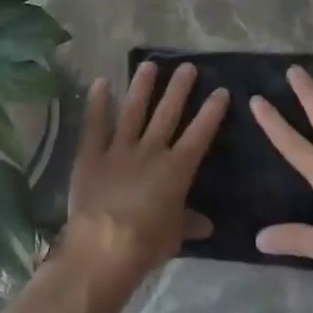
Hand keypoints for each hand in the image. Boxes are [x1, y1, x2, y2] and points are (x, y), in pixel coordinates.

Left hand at [63, 61, 228, 287]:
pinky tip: (101, 82)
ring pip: (133, 111)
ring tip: (149, 65)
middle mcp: (150, 151)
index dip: (211, 112)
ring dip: (142, 87)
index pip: (199, 134)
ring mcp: (119, 150)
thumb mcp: (174, 237)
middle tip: (187, 66)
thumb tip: (208, 225)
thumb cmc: (146, 244)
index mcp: (176, 169)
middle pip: (167, 114)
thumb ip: (188, 223)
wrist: (103, 247)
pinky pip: (95, 125)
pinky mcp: (91, 156)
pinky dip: (98, 104)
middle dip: (179, 89)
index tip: (221, 91)